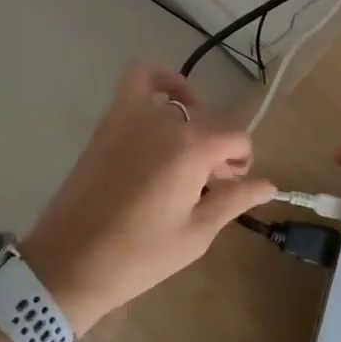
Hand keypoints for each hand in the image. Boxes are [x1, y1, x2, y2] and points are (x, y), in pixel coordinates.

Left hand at [21, 63, 274, 333]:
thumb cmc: (138, 256)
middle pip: (210, 122)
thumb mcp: (196, 234)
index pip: (236, 138)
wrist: (70, 263)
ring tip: (188, 151)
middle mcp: (166, 121)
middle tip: (209, 185)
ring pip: (182, 104)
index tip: (231, 188)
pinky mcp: (110, 120)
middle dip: (219, 149)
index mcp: (192, 149)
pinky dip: (159, 81)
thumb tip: (270, 184)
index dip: (241, 162)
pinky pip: (139, 78)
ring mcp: (133, 115)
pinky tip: (167, 104)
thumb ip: (234, 200)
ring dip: (195, 122)